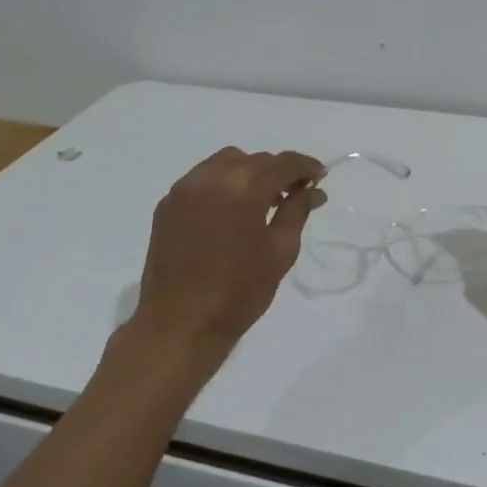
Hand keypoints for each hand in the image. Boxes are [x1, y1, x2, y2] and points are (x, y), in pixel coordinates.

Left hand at [128, 147, 326, 365]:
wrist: (179, 325)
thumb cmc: (239, 293)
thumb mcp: (280, 252)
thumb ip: (296, 212)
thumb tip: (313, 190)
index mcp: (243, 189)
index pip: (282, 163)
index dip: (305, 167)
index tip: (320, 177)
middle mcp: (211, 178)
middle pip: (254, 160)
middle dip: (278, 171)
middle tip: (294, 194)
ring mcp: (184, 189)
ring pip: (226, 163)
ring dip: (249, 173)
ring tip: (262, 201)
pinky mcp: (167, 205)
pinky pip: (202, 179)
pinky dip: (223, 184)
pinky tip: (231, 211)